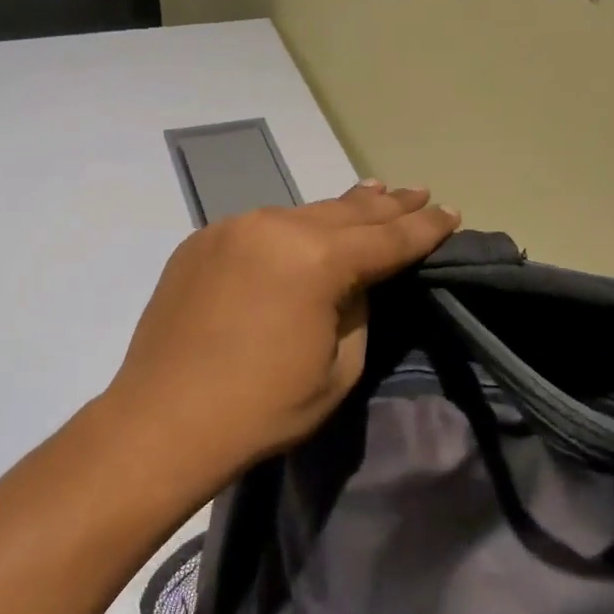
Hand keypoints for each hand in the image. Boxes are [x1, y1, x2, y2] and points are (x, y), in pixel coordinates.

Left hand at [101, 183, 460, 484]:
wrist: (163, 421)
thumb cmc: (262, 408)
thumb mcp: (338, 369)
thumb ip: (357, 310)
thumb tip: (354, 281)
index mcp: (316, 259)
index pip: (386, 238)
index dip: (424, 228)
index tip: (451, 213)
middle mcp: (274, 227)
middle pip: (345, 212)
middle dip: (387, 205)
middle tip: (419, 193)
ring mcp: (231, 228)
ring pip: (301, 212)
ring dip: (340, 209)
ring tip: (373, 194)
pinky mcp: (201, 241)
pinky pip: (260, 227)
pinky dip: (291, 227)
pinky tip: (305, 229)